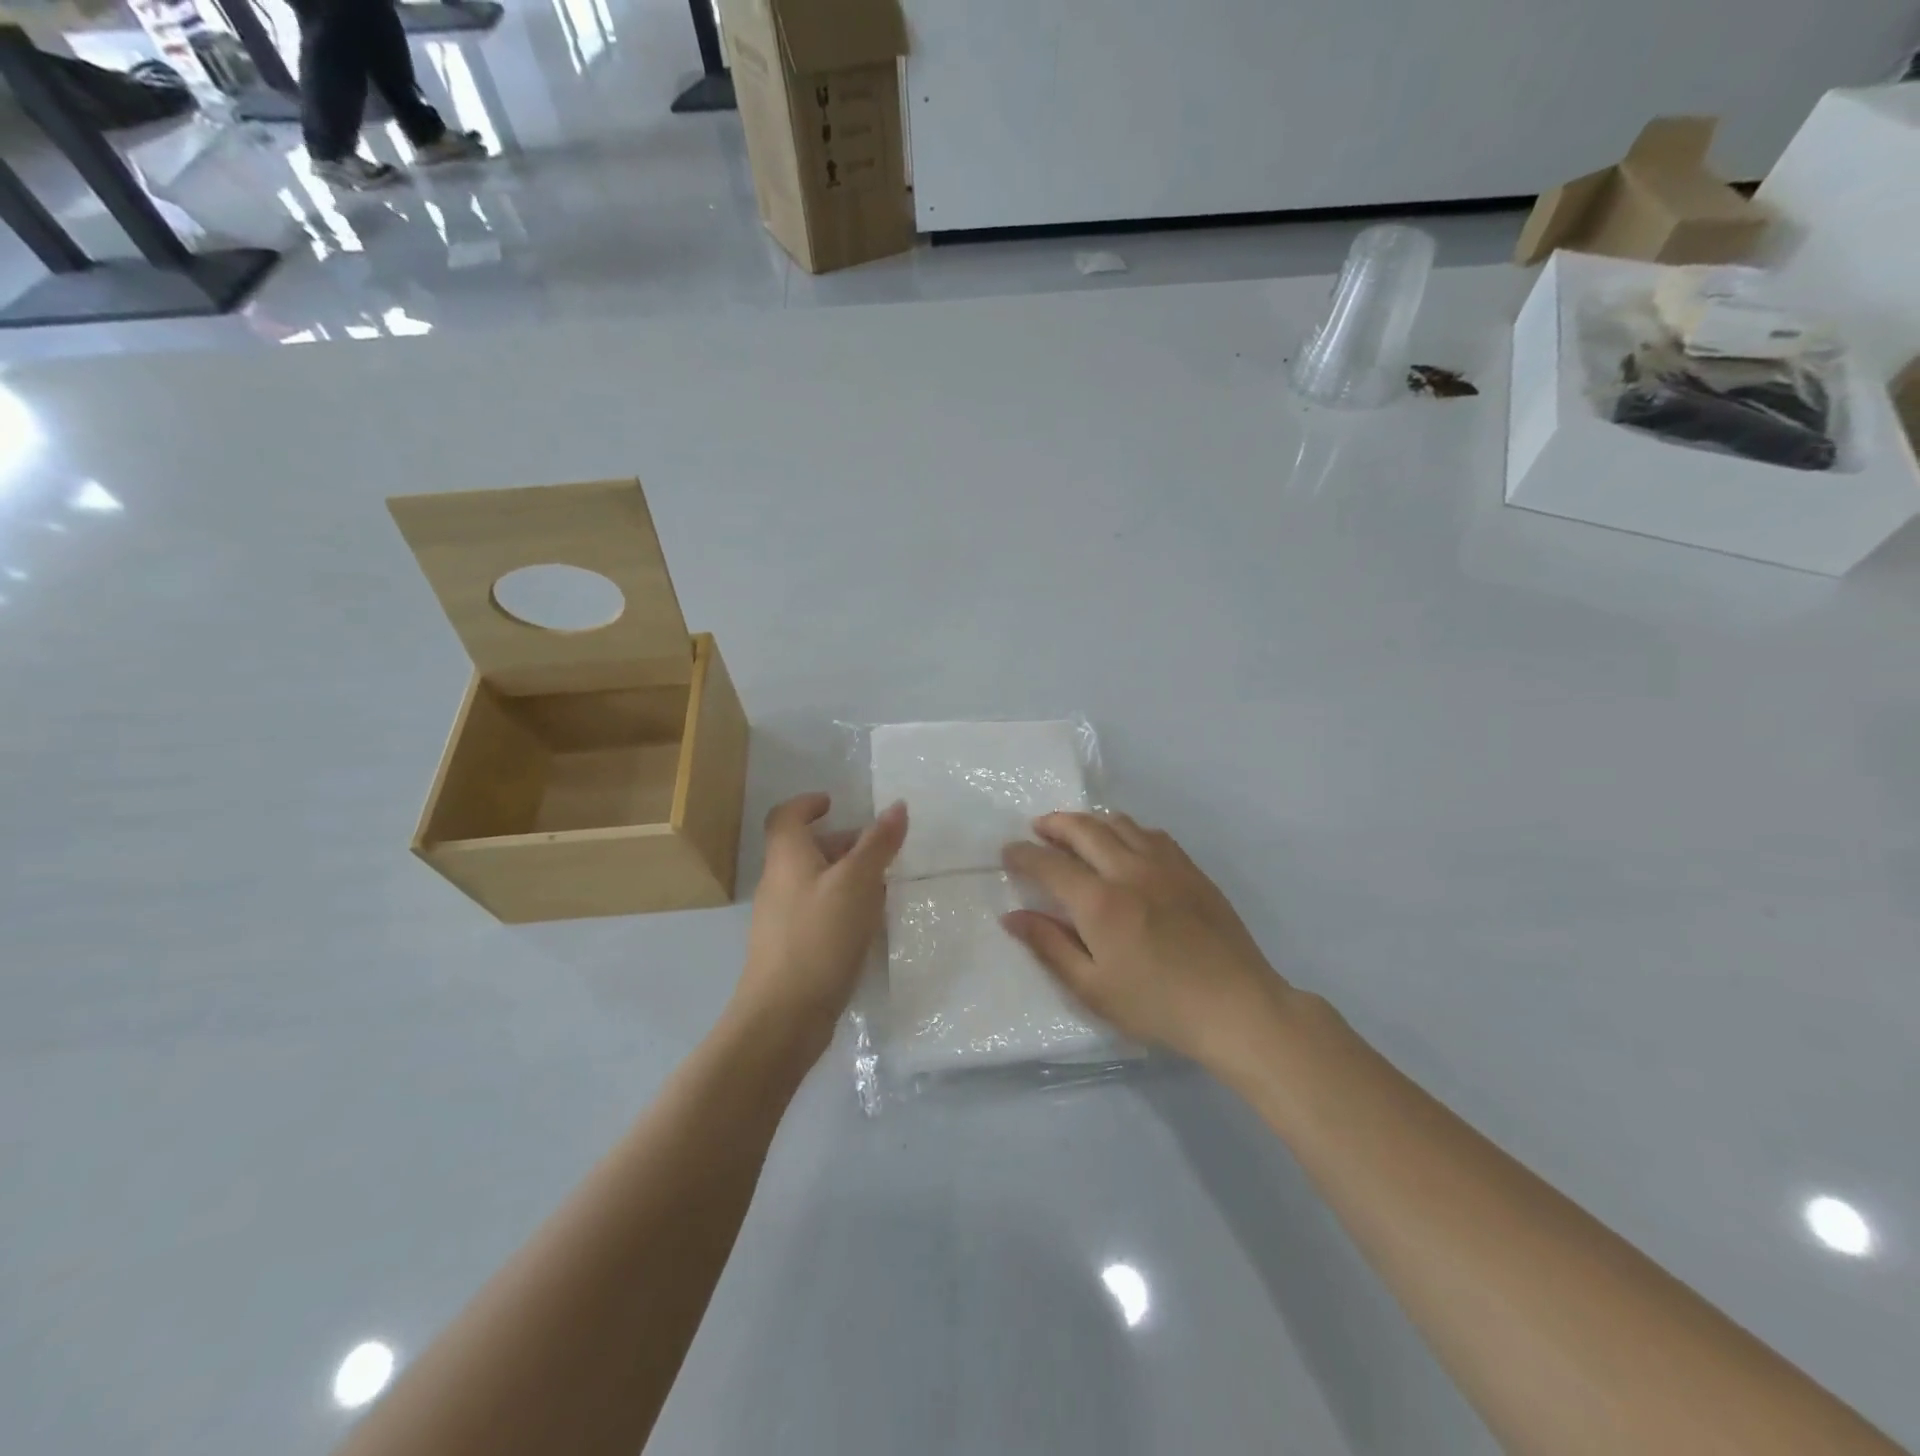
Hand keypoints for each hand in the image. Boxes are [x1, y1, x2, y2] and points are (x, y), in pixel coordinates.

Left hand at [734, 793, 906, 1057]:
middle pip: (805, 849)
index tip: (834, 803)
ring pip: (815, 883)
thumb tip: (897, 806)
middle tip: (878, 850)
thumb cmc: (820, 936)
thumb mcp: (857, 883)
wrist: (784, 1015)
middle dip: (841, 843)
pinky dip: (842, 907)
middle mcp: (778, 882)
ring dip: (846, 877)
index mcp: (787, 857)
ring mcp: (781, 919)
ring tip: (883, 887)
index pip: (787, 816)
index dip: (808, 804)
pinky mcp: (791, 949)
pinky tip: (867, 925)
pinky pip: (818, 913)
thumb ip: (878, 844)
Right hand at [1001, 812, 1289, 1069]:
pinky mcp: (1191, 869)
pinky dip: (1126, 830)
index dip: (1023, 854)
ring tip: (1076, 833)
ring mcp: (1165, 864)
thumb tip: (1012, 916)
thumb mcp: (1093, 988)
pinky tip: (1125, 844)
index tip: (1008, 852)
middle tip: (1037, 829)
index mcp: (1100, 902)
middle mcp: (1129, 870)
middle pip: (1083, 829)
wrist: (1236, 1007)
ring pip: (1119, 823)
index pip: (1049, 864)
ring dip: (1090, 821)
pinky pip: (1152, 833)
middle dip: (1053, 824)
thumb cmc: (1157, 1005)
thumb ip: (1049, 946)